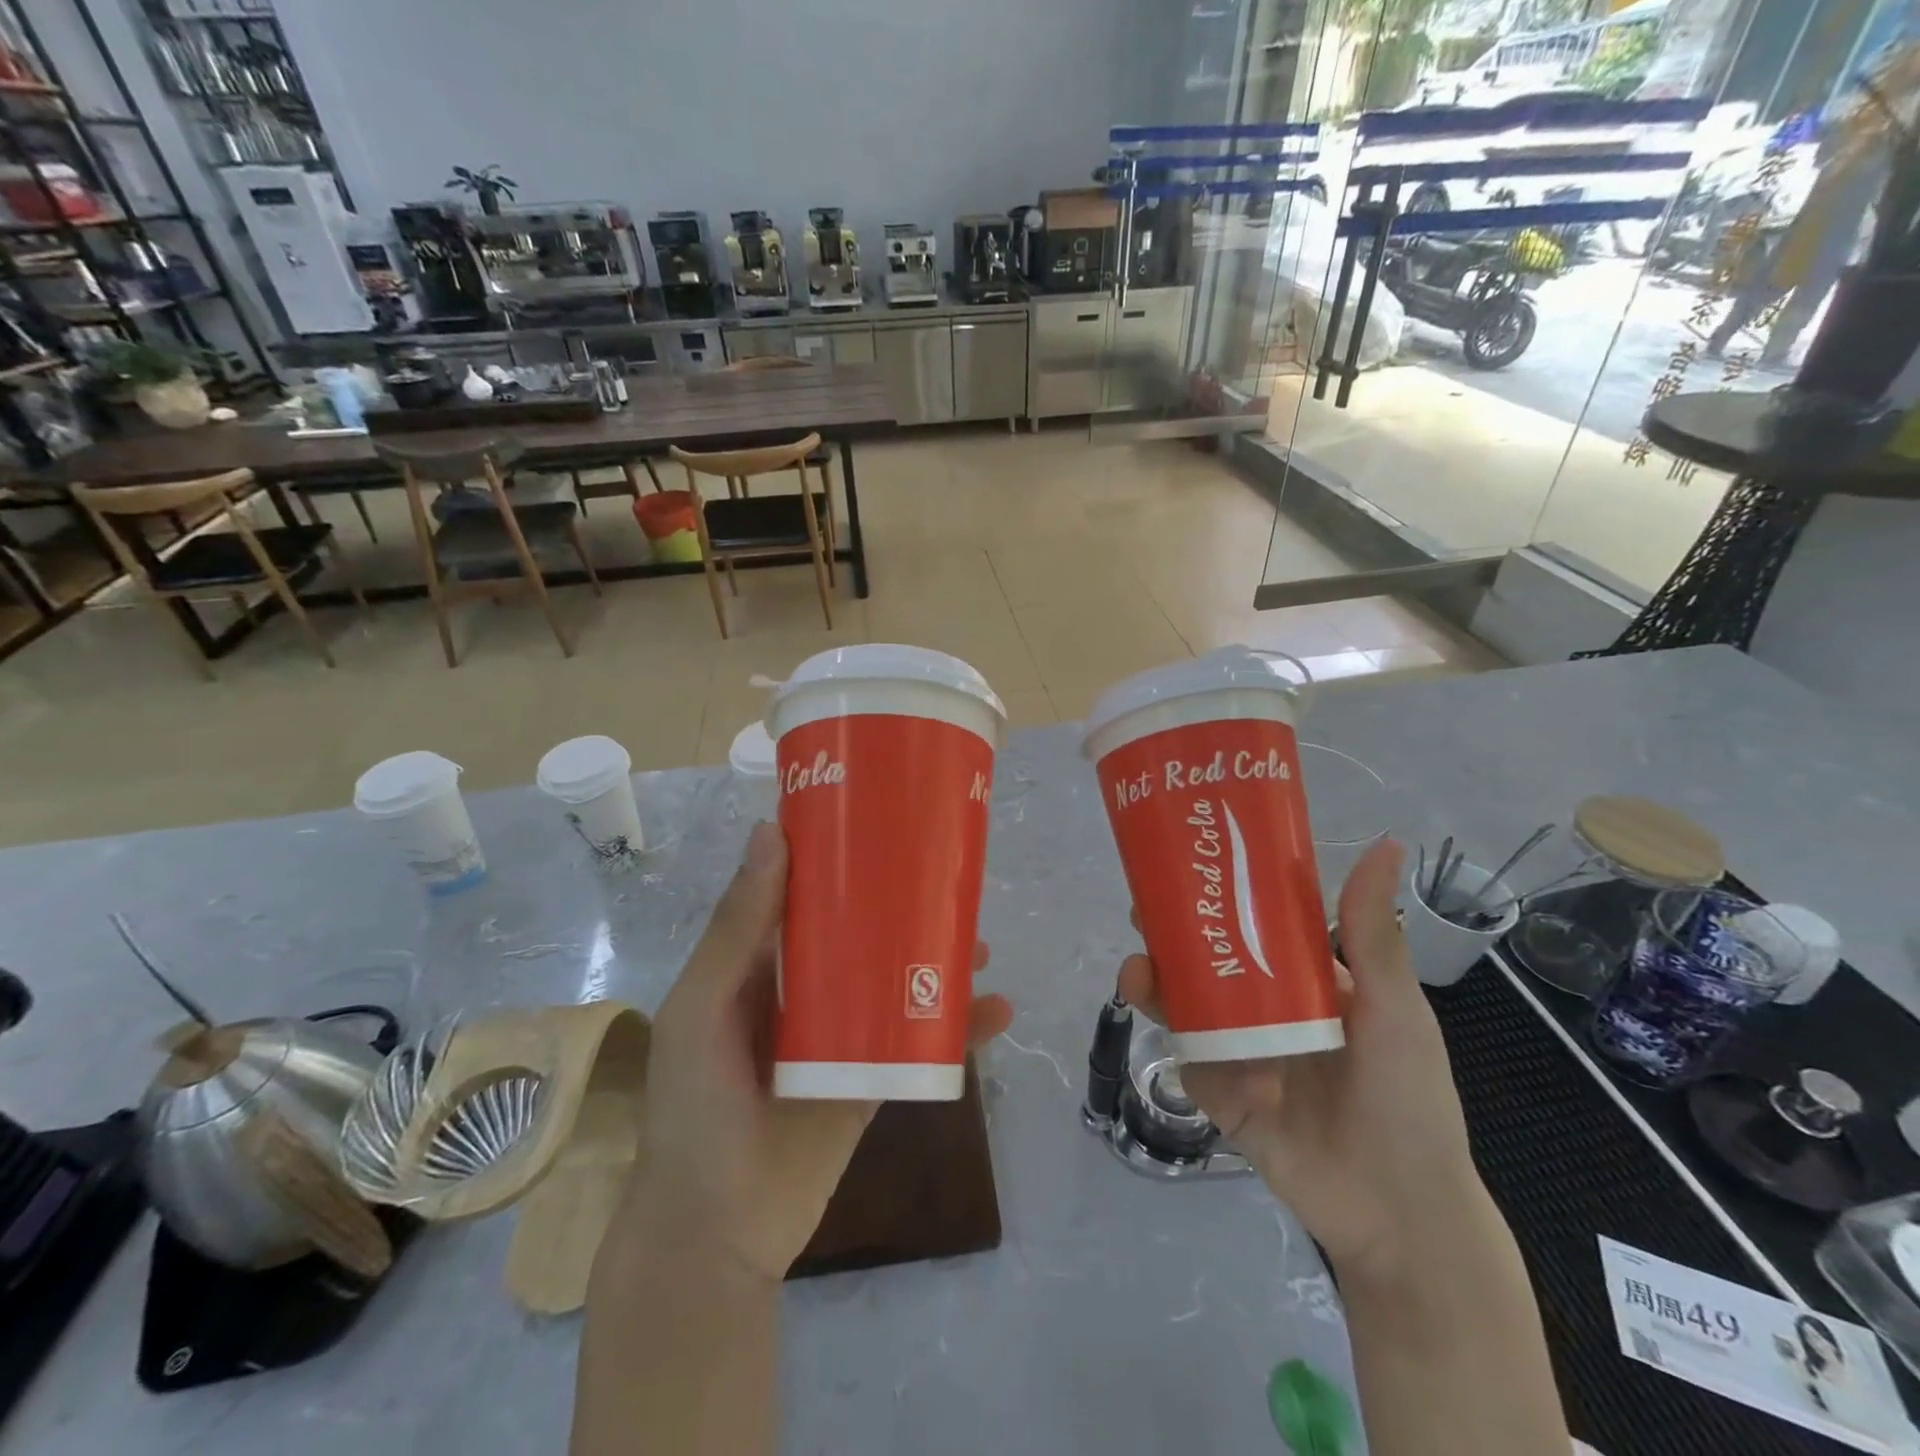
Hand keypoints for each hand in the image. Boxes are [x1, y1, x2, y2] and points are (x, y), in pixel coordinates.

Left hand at [631, 821, 1013, 1282]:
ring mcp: (843, 1034)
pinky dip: (959, 1026)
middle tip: (947, 881)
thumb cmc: (695, 1105)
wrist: (715, 1231)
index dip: (837, 858)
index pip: (802, 894)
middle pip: (860, 934)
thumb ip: (739, 927)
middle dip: (902, 908)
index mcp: (758, 963)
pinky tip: (997, 1010)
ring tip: (980, 943)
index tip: (882, 821)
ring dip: (938, 961)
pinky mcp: (873, 1077)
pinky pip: (921, 1040)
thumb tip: (771, 832)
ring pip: (896, 981)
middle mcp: (803, 990)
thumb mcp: (704, 1006)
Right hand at [1118, 837, 1479, 1281]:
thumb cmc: (1405, 1096)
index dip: (1223, 892)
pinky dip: (1166, 1029)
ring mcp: (1237, 1049)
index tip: (1191, 862)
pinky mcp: (1216, 1089)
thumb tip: (1387, 843)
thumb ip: (1374, 932)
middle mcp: (1265, 1008)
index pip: (1256, 924)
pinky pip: (1183, 1051)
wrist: (1396, 1210)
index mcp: (1307, 982)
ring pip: (1184, 1001)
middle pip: (1208, 958)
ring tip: (1137, 967)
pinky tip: (1151, 1009)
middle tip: (1143, 909)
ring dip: (1154, 977)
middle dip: (1172, 932)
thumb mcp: (1394, 1007)